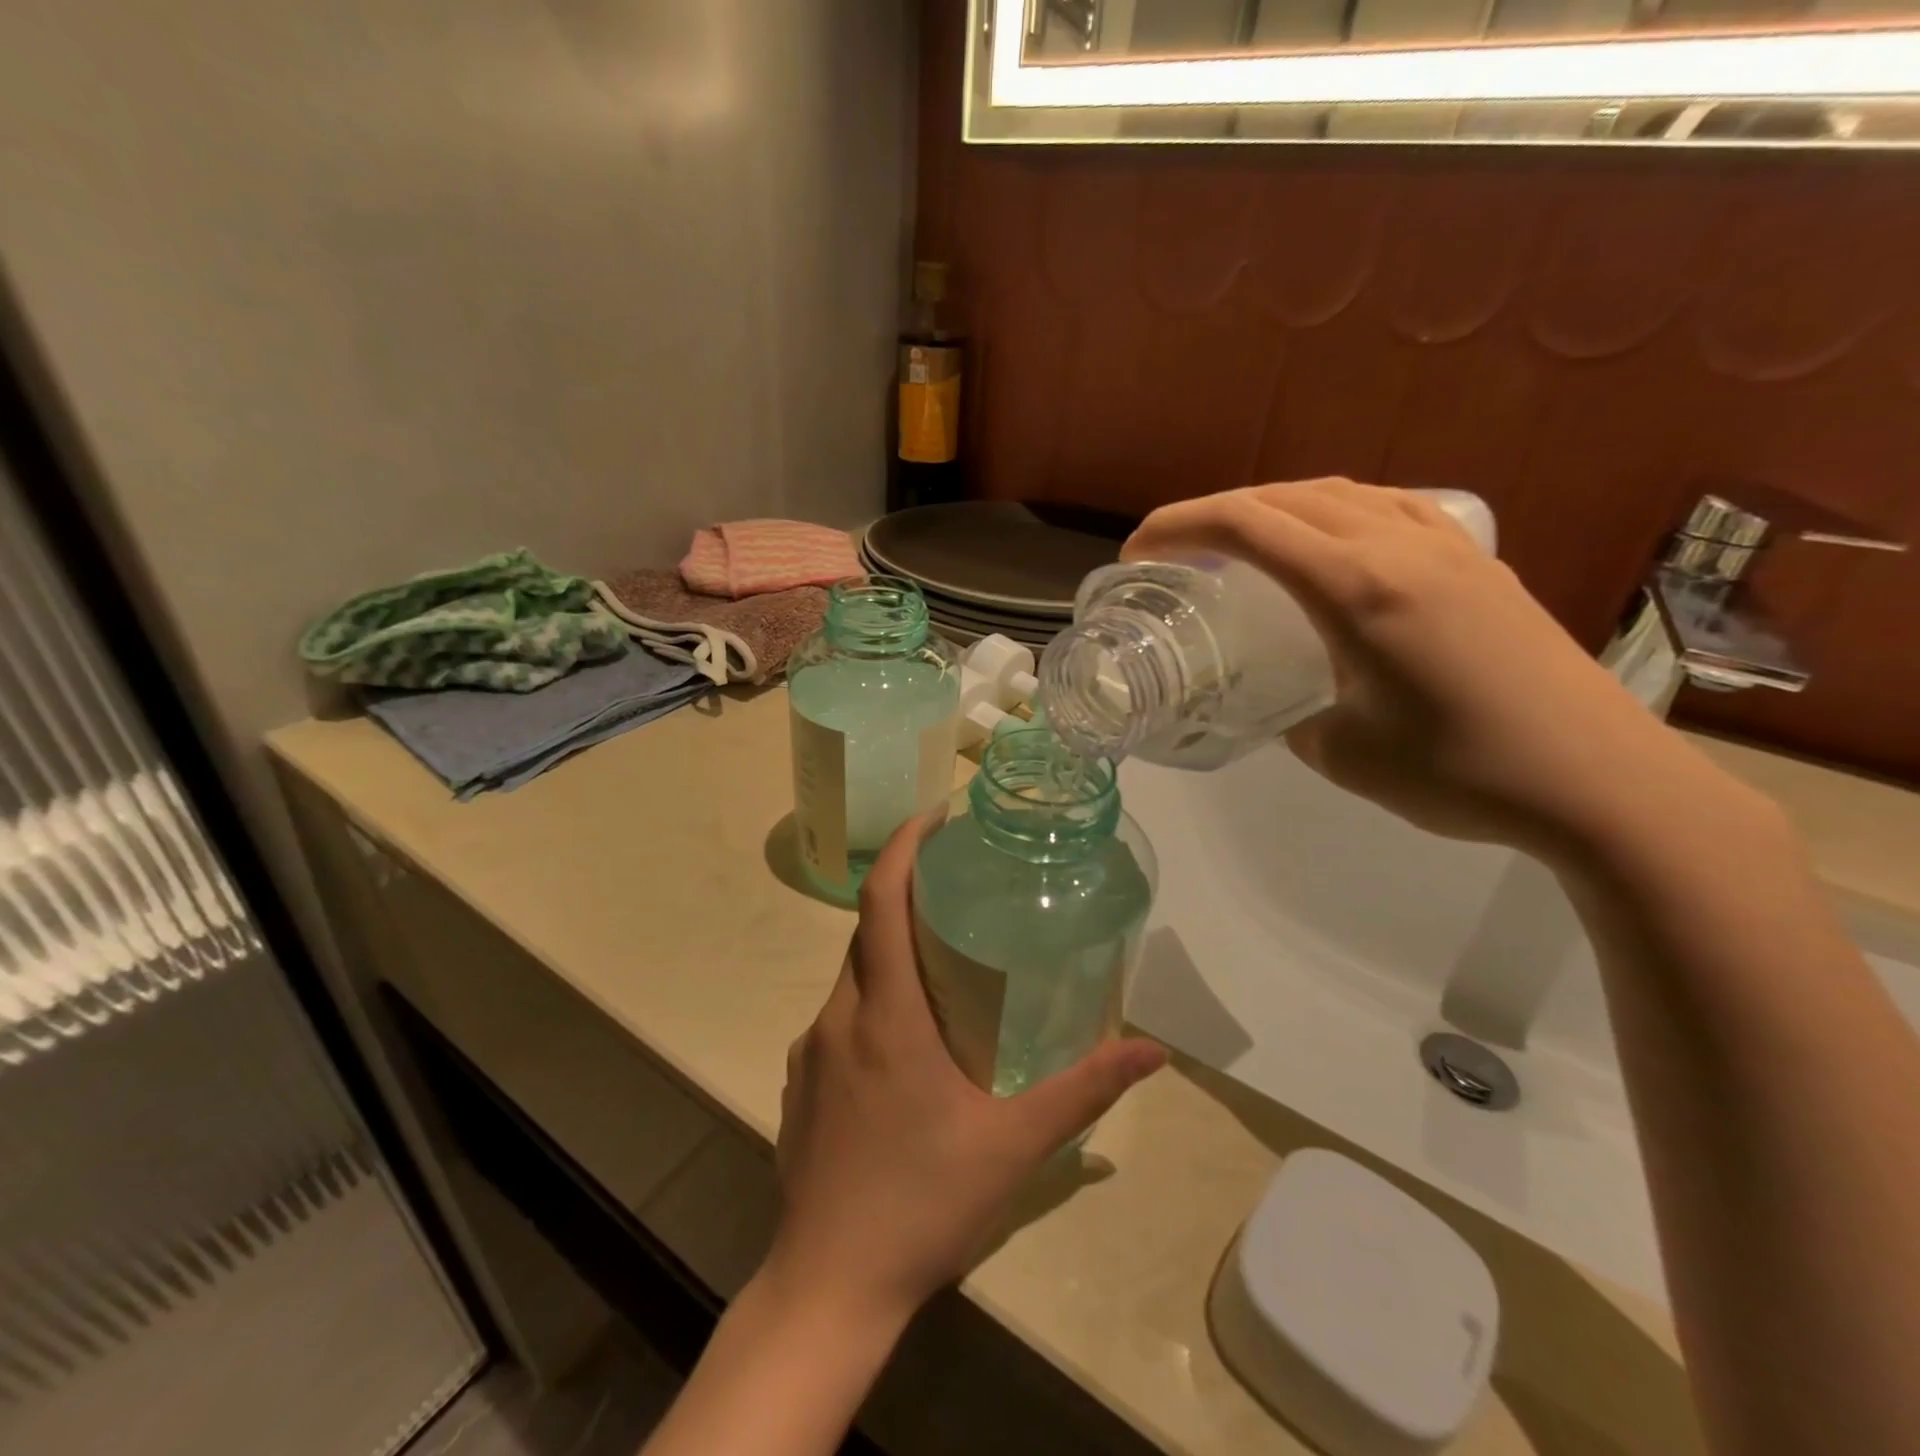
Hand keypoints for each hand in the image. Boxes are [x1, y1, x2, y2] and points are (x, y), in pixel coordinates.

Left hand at [764, 818, 1166, 1330]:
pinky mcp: (800, 1084)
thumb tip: (1152, 1051)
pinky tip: (907, 1045)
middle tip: (958, 890)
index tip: (934, 816)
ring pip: (852, 978)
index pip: (880, 901)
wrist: (828, 1287)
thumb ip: (1084, 1091)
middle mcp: (839, 1017)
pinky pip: (839, 1020)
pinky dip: (873, 1003)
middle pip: (867, 933)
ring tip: (943, 965)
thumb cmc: (922, 1204)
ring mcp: (811, 1052)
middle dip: (906, 898)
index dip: (902, 847)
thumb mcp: (1015, 1145)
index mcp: (885, 1014)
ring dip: (891, 956)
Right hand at [1124, 478, 1749, 866]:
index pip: (1246, 526)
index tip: (1136, 553)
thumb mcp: (1341, 754)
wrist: (1600, 782)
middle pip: (1285, 497)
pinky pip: (1390, 507)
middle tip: (1174, 552)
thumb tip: (1284, 705)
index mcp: (1356, 588)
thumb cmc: (1460, 772)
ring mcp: (1447, 546)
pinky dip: (1337, 512)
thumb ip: (1293, 717)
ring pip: (1339, 493)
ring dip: (1274, 506)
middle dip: (1213, 513)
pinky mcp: (1479, 562)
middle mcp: (1399, 546)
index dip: (1179, 527)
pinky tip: (1333, 543)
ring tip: (1242, 543)